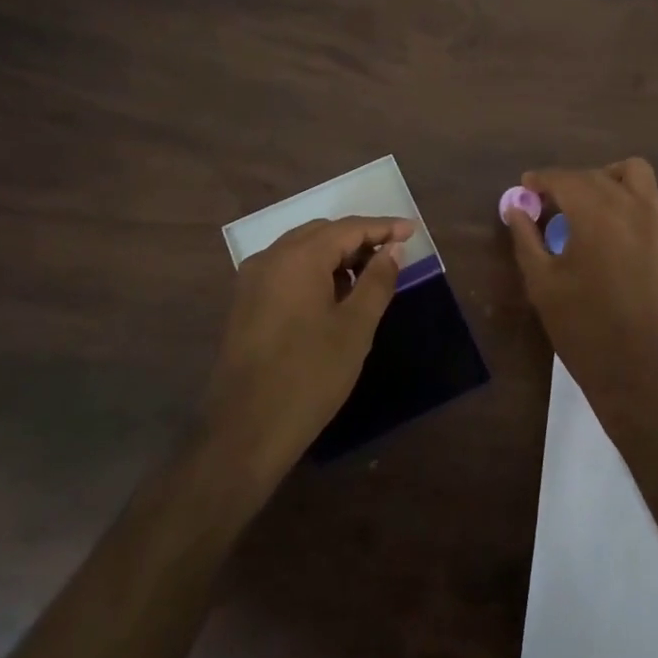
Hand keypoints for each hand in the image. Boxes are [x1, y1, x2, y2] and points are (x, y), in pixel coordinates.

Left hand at [207, 215, 411, 478]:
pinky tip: (334, 294)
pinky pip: (286, 270)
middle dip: (359, 238)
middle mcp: (270, 257)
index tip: (412, 232)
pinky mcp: (245, 303)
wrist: (246, 430)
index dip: (383, 227)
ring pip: (301, 250)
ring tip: (369, 274)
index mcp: (298, 257)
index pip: (348, 228)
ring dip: (336, 255)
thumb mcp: (355, 328)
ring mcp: (252, 280)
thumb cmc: (310, 376)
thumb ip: (377, 281)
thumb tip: (393, 250)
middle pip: (322, 233)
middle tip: (393, 254)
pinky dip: (314, 271)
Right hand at [505, 159, 657, 428]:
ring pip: (638, 175)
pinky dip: (648, 201)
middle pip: (596, 175)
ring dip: (612, 179)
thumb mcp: (542, 283)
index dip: (541, 179)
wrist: (637, 371)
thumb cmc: (582, 327)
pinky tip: (630, 221)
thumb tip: (515, 207)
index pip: (564, 178)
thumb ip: (526, 238)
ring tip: (593, 203)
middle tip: (548, 206)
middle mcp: (630, 207)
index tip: (525, 188)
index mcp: (595, 214)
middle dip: (569, 182)